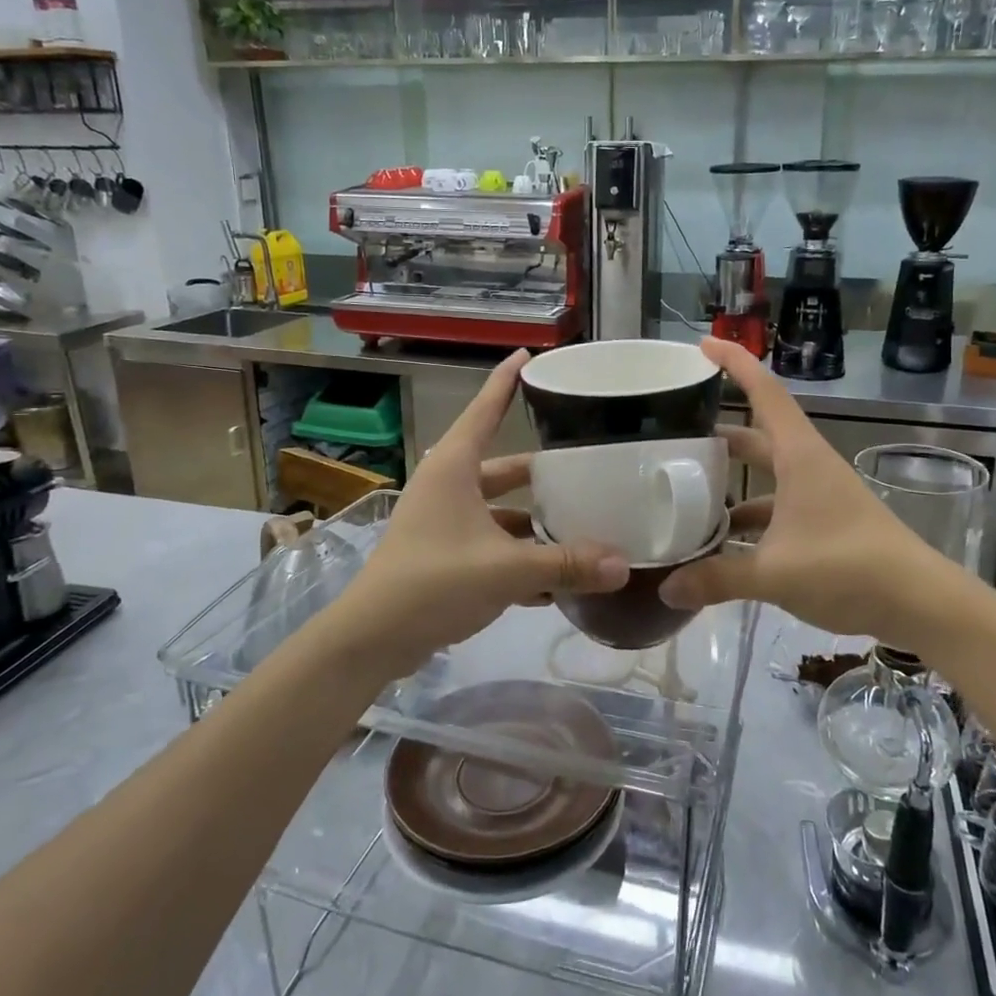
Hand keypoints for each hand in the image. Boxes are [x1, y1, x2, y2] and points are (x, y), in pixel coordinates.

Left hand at [334, 350, 628, 673]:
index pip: (484, 411)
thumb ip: (565, 564)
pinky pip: (493, 546)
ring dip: (536, 522)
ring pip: (501, 512)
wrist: (372, 640)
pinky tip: (557, 578)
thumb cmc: (433, 583)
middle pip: (504, 469)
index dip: (506, 381)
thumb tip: (623, 565)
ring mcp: (444, 524)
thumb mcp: (505, 570)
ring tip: (583, 525)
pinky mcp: (445, 557)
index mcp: (454, 469)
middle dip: (542, 472)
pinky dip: (521, 556)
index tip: (528, 355)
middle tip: (585, 465)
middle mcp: (449, 488)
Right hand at [659, 338, 944, 641]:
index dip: (734, 363)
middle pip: (756, 435)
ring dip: (732, 481)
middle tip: (674, 435)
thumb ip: (717, 578)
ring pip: (765, 475)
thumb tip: (666, 589)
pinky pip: (776, 509)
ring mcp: (817, 494)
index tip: (702, 344)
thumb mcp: (774, 572)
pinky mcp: (823, 522)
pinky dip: (748, 519)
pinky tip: (722, 543)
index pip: (763, 391)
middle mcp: (806, 466)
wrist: (918, 602)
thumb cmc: (847, 567)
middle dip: (718, 432)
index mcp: (798, 455)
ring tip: (687, 492)